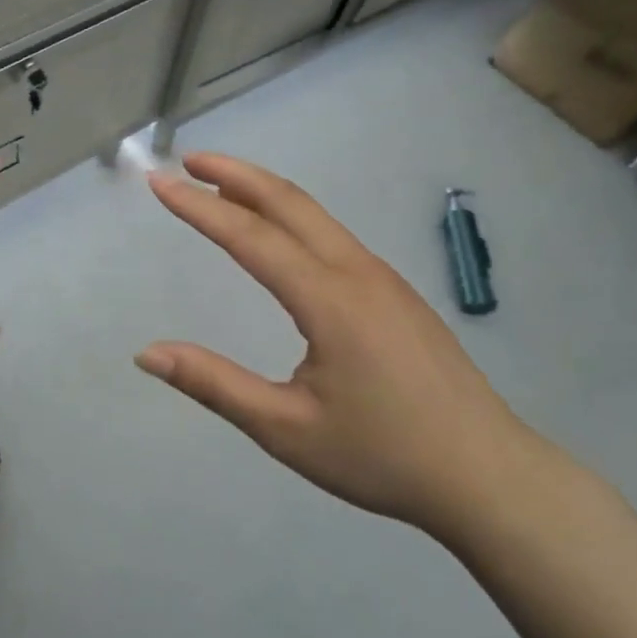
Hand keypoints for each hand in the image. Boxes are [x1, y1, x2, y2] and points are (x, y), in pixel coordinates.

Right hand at [136, 153, 536, 537]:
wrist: (489, 476)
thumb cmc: (383, 455)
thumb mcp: (286, 429)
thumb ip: (214, 384)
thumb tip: (147, 353)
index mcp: (329, 299)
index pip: (250, 237)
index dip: (199, 207)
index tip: (160, 182)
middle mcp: (356, 272)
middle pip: (288, 203)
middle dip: (235, 175)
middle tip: (189, 161)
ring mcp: (382, 277)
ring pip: (315, 216)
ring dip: (264, 192)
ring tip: (221, 186)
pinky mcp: (395, 292)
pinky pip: (333, 236)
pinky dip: (292, 217)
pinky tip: (278, 234)